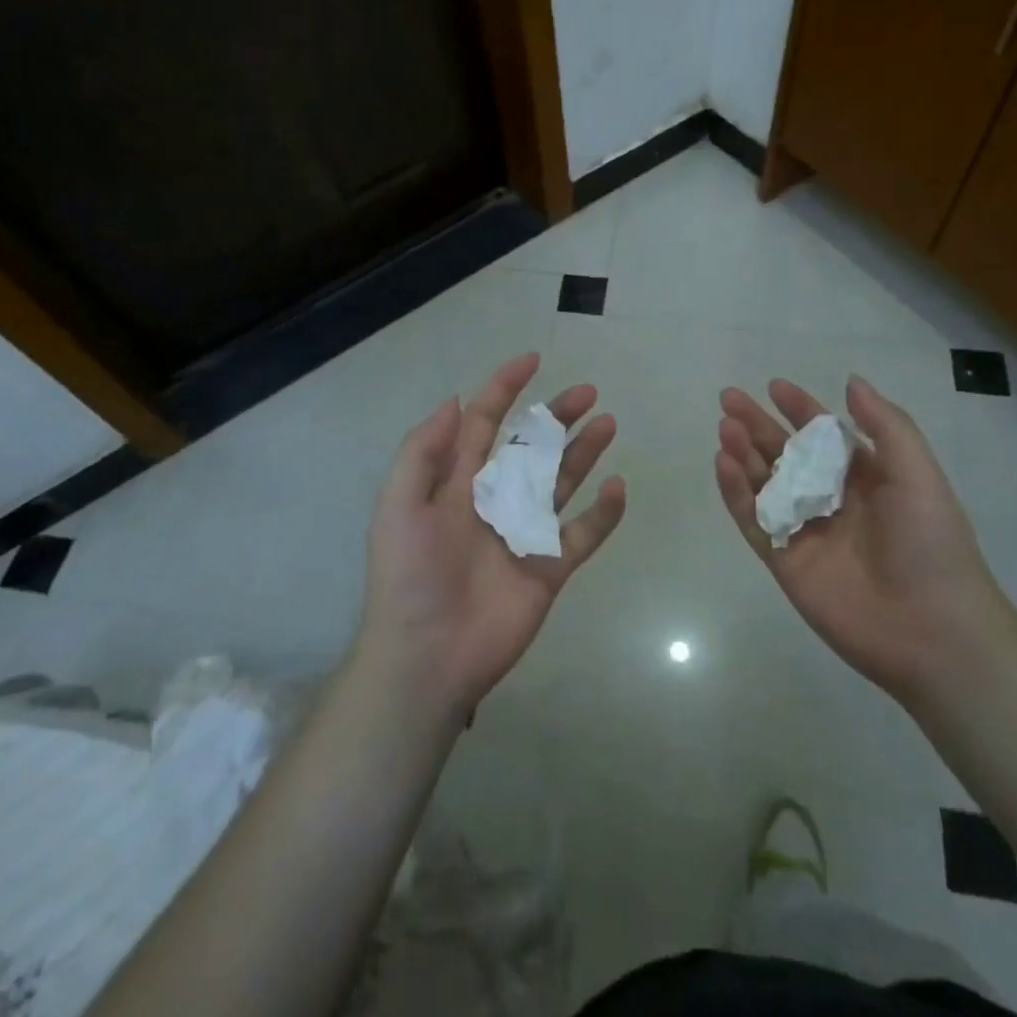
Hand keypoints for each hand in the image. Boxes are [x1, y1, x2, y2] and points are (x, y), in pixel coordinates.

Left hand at [356, 352, 626, 720]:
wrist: (427, 656)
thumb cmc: (410, 575)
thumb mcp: (399, 504)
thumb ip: (425, 450)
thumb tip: (454, 399)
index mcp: (458, 482)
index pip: (483, 423)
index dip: (504, 389)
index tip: (533, 360)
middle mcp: (494, 500)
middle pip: (532, 447)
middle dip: (557, 416)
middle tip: (588, 392)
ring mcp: (524, 534)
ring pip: (561, 482)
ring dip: (584, 453)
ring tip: (608, 423)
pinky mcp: (548, 569)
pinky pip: (581, 535)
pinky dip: (602, 514)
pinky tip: (617, 488)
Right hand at [715, 375, 1010, 700]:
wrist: (931, 631)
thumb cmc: (930, 544)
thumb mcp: (917, 474)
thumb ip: (885, 425)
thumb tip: (851, 381)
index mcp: (866, 478)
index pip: (824, 434)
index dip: (800, 409)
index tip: (774, 386)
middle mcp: (831, 500)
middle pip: (785, 454)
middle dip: (758, 424)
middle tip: (729, 398)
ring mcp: (805, 531)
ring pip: (764, 484)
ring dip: (743, 453)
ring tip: (725, 427)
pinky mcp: (784, 561)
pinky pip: (754, 520)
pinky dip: (736, 493)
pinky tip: (723, 464)